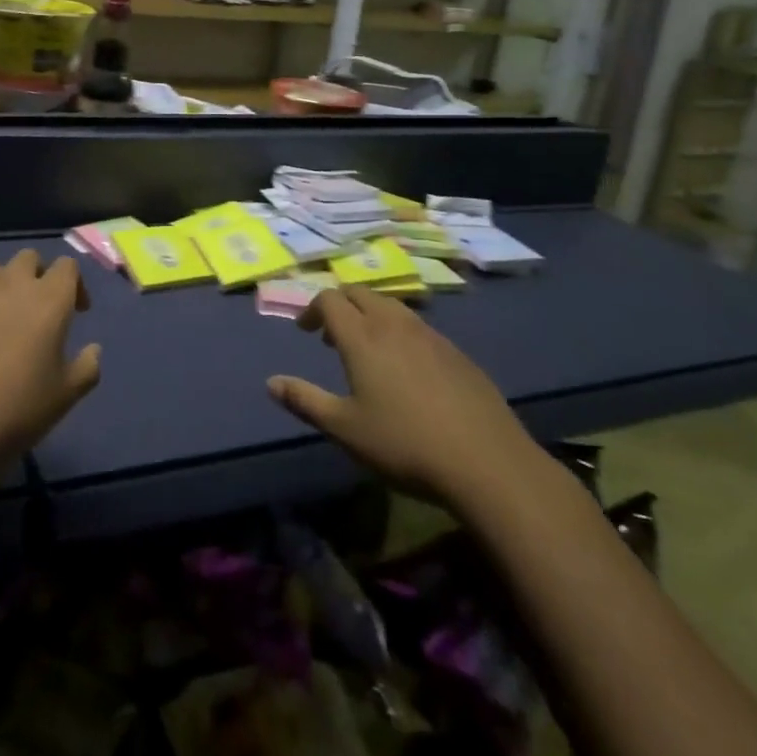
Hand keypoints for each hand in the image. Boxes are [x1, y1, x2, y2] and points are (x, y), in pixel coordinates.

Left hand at [0, 250, 100, 472]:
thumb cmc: (13, 412)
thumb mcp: (64, 398)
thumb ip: (86, 368)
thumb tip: (93, 349)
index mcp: (48, 300)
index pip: (67, 266)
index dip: (75, 284)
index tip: (76, 312)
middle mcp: (10, 285)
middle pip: (28, 258)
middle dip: (37, 276)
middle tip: (37, 312)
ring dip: (3, 289)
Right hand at [267, 285, 544, 507]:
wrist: (486, 462)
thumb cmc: (404, 444)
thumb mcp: (345, 429)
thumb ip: (305, 401)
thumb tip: (270, 383)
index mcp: (362, 336)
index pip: (330, 299)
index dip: (312, 308)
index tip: (306, 331)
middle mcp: (394, 324)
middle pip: (360, 293)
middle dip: (340, 305)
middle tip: (331, 336)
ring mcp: (429, 335)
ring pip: (391, 306)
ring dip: (371, 316)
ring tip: (368, 350)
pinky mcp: (456, 352)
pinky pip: (418, 327)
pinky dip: (400, 333)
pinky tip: (408, 370)